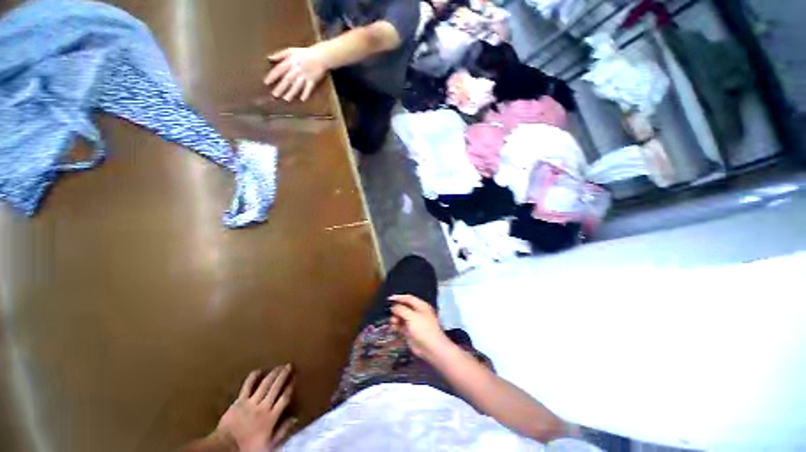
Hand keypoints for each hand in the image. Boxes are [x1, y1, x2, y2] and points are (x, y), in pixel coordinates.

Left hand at [215, 365, 295, 451]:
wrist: (225, 448)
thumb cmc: (248, 448)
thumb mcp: (269, 445)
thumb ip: (282, 431)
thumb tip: (294, 419)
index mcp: (271, 418)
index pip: (284, 398)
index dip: (290, 387)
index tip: (294, 378)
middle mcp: (263, 407)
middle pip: (276, 387)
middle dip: (284, 375)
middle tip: (289, 365)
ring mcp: (251, 403)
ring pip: (265, 384)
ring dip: (273, 374)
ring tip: (279, 366)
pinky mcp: (239, 401)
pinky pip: (247, 386)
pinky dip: (253, 377)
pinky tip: (258, 371)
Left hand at [264, 47, 326, 101]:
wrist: (320, 56)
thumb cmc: (304, 53)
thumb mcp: (290, 51)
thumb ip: (280, 55)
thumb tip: (269, 58)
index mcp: (290, 62)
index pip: (279, 70)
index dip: (272, 76)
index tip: (266, 82)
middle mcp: (297, 70)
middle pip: (287, 80)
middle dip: (281, 87)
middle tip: (274, 95)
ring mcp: (305, 76)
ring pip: (297, 85)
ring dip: (291, 92)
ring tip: (286, 99)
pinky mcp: (313, 80)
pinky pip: (309, 88)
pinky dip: (306, 93)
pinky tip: (302, 100)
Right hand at [389, 295, 450, 359]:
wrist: (431, 348)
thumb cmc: (423, 328)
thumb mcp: (412, 316)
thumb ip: (401, 309)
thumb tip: (393, 307)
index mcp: (421, 306)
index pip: (408, 298)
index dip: (399, 297)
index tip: (389, 299)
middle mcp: (417, 312)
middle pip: (404, 307)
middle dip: (396, 310)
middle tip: (391, 314)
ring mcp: (413, 323)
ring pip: (401, 317)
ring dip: (395, 318)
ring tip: (393, 322)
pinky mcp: (410, 332)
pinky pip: (401, 326)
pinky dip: (397, 326)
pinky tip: (393, 328)